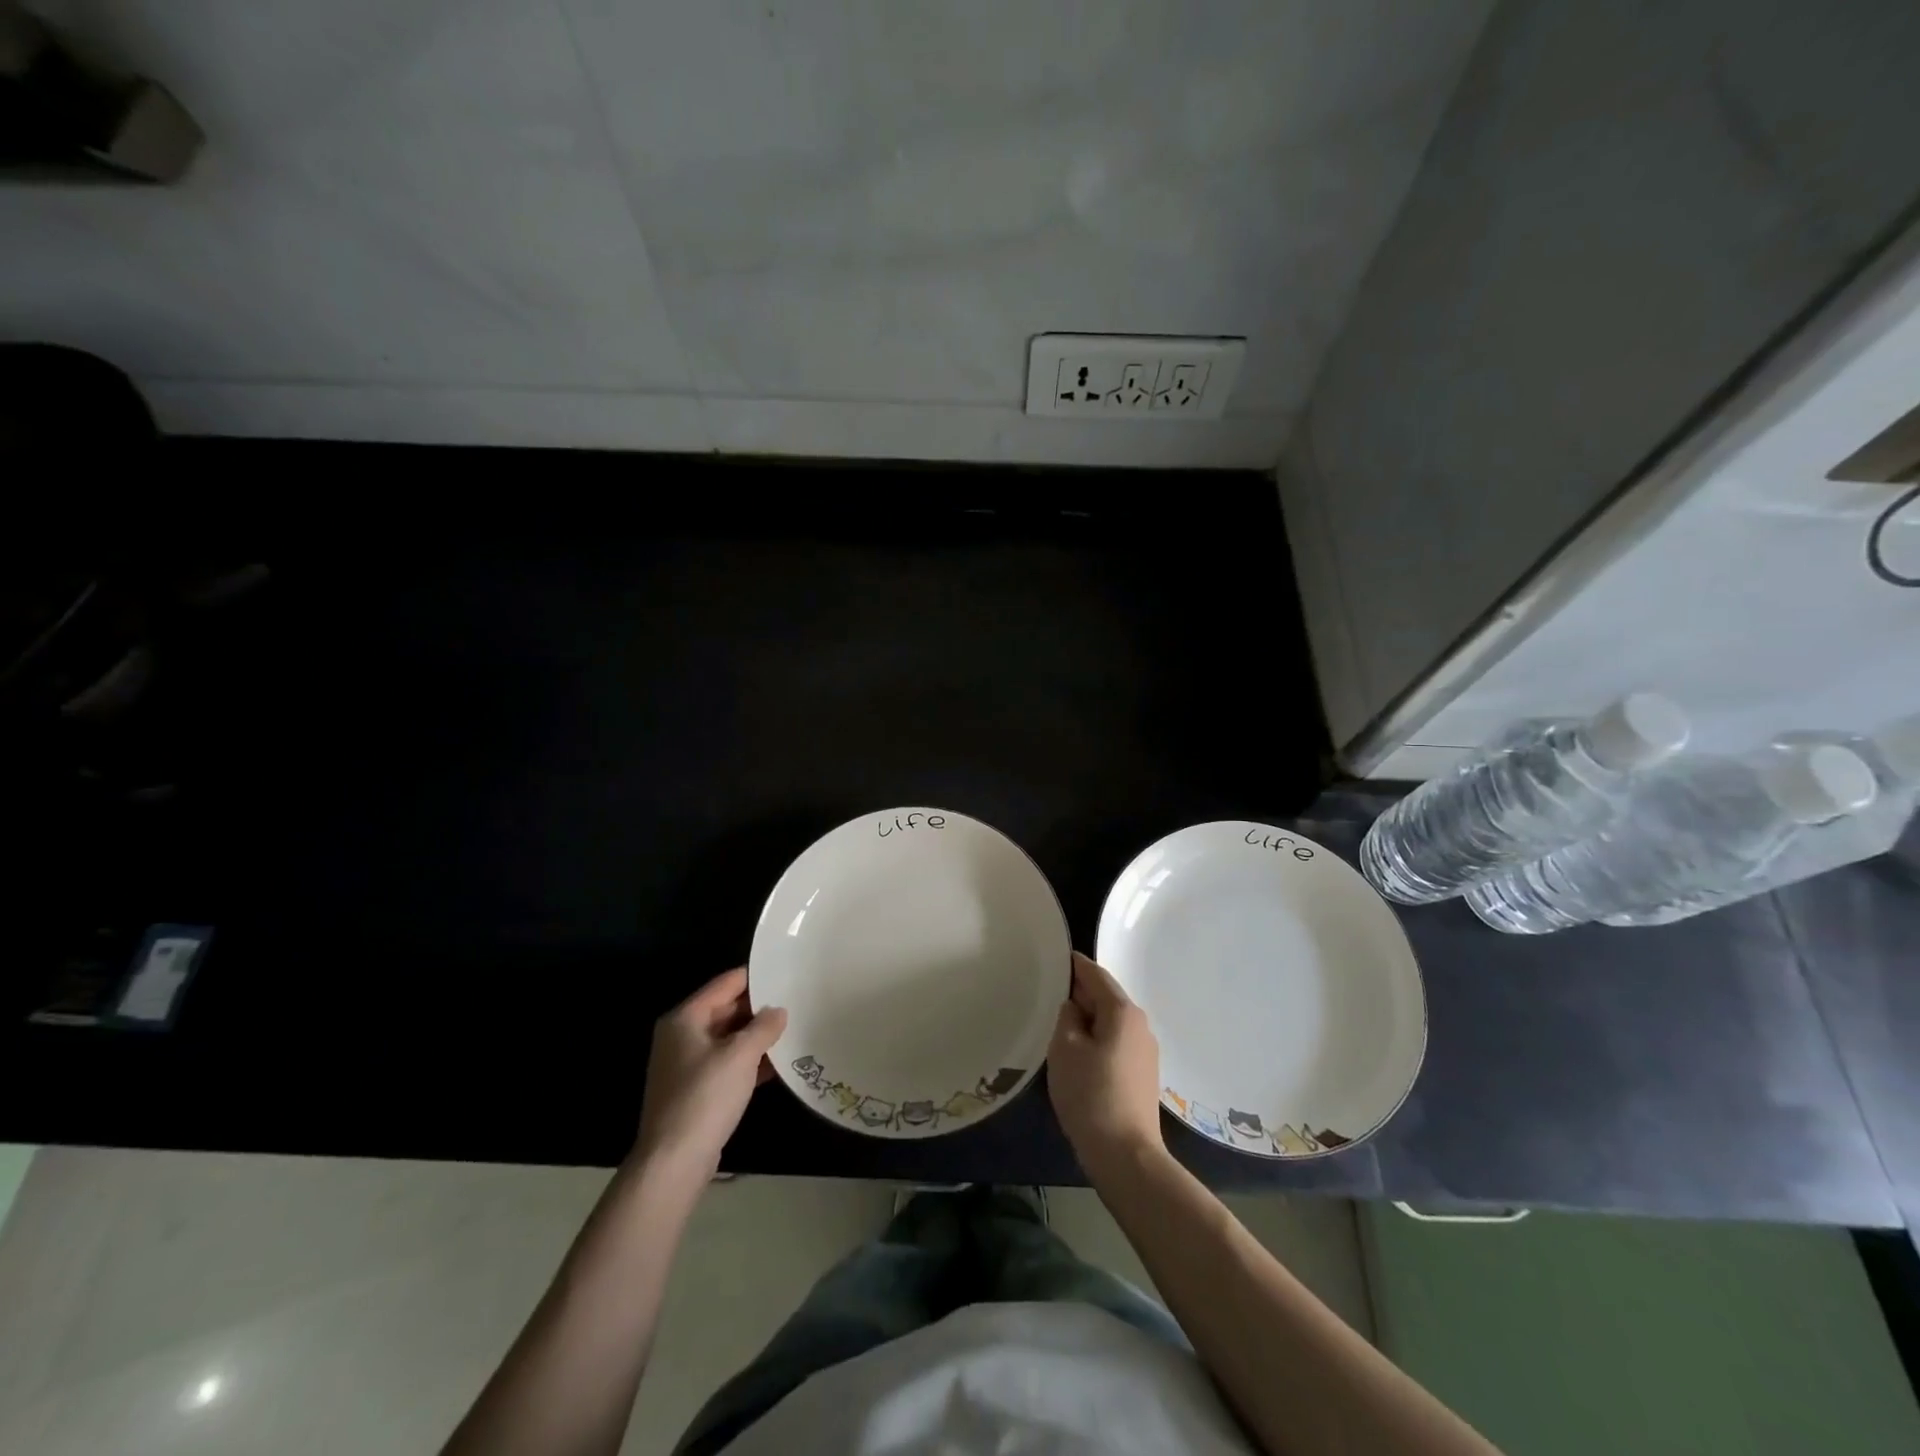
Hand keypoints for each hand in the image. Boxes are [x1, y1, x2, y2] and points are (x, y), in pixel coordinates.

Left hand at [633, 968, 786, 1189]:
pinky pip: (727, 1064)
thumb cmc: (705, 1097)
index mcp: (685, 1018)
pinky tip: (778, 1064)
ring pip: (729, 1038)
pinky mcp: (696, 1090)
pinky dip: (749, 1061)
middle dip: (759, 1008)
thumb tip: (779, 1011)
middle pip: (726, 1009)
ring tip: (793, 1029)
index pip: (726, 983)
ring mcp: (687, 1065)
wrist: (673, 1162)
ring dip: (757, 1037)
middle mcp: (682, 1036)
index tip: (786, 973)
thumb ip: (763, 1027)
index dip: (756, 977)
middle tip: (796, 1001)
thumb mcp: (741, 1055)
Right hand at [1048, 952, 1163, 1176]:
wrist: (1126, 1155)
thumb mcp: (1065, 1049)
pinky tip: (1078, 1052)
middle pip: (1106, 997)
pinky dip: (1097, 1039)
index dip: (1075, 964)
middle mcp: (1140, 1025)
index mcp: (1123, 1012)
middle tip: (1049, 991)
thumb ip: (1067, 1017)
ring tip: (1059, 1022)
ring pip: (1111, 1022)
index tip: (1056, 956)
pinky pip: (1116, 1043)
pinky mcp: (1143, 1075)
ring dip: (1088, 1019)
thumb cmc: (1090, 1094)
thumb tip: (1075, 1008)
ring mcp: (1145, 1051)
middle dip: (1080, 993)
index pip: (1096, 975)